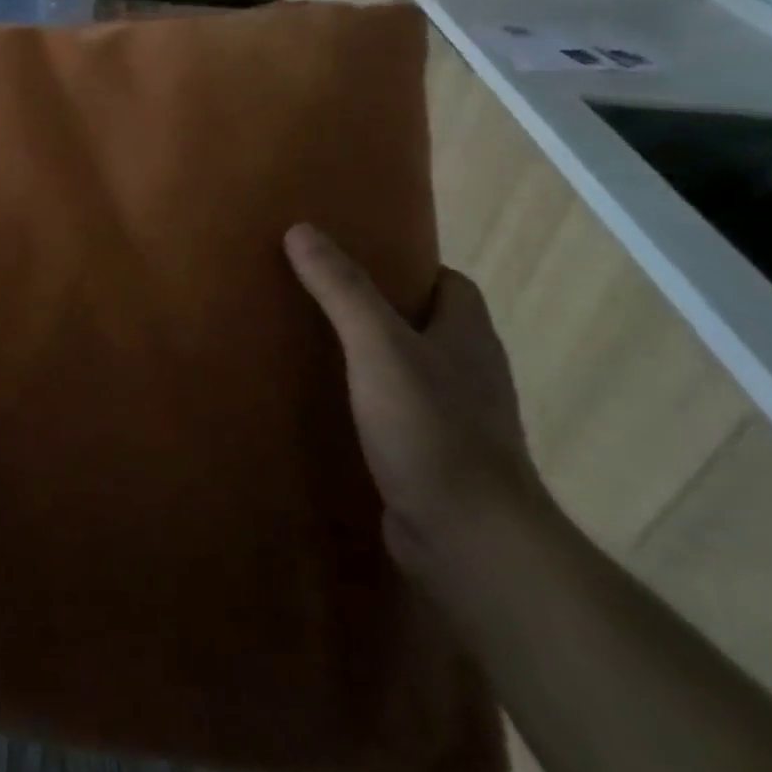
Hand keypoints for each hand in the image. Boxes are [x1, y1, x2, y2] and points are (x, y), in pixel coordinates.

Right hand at [284, 223, 548, 579]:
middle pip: (427, 326)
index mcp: (469, 338)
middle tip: (318, 297)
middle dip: (379, 310)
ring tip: (312, 346)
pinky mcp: (432, 460)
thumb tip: (302, 229)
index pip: (450, 284)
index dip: (409, 267)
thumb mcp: (379, 347)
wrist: (469, 541)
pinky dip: (366, 404)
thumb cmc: (431, 430)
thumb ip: (343, 290)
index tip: (355, 259)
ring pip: (409, 372)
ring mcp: (455, 421)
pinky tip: (326, 407)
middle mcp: (469, 375)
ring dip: (370, 359)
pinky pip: (396, 416)